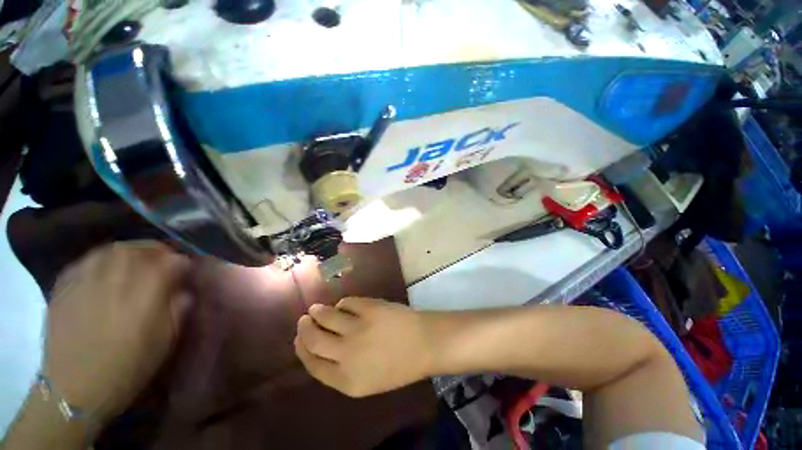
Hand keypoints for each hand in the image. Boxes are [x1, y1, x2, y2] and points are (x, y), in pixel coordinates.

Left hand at [44, 241, 190, 419]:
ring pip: (110, 250)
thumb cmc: (128, 368)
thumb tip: (184, 289)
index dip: (182, 263)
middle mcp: (115, 280)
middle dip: (155, 250)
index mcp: (146, 294)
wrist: (74, 389)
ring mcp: (85, 281)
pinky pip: (86, 260)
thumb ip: (178, 308)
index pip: (172, 262)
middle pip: (139, 249)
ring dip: (128, 251)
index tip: (185, 270)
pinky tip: (104, 270)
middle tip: (161, 260)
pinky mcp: (64, 287)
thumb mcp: (165, 341)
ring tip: (134, 262)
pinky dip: (100, 259)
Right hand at [294, 297, 434, 397]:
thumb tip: (321, 345)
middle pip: (314, 340)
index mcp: (346, 381)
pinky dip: (342, 303)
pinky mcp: (369, 308)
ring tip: (316, 309)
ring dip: (318, 312)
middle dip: (304, 328)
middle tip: (304, 319)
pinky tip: (344, 305)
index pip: (312, 364)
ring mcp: (358, 329)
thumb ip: (341, 368)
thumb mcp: (367, 380)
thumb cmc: (399, 365)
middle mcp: (347, 356)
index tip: (298, 338)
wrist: (425, 343)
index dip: (302, 349)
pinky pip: (346, 302)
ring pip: (326, 317)